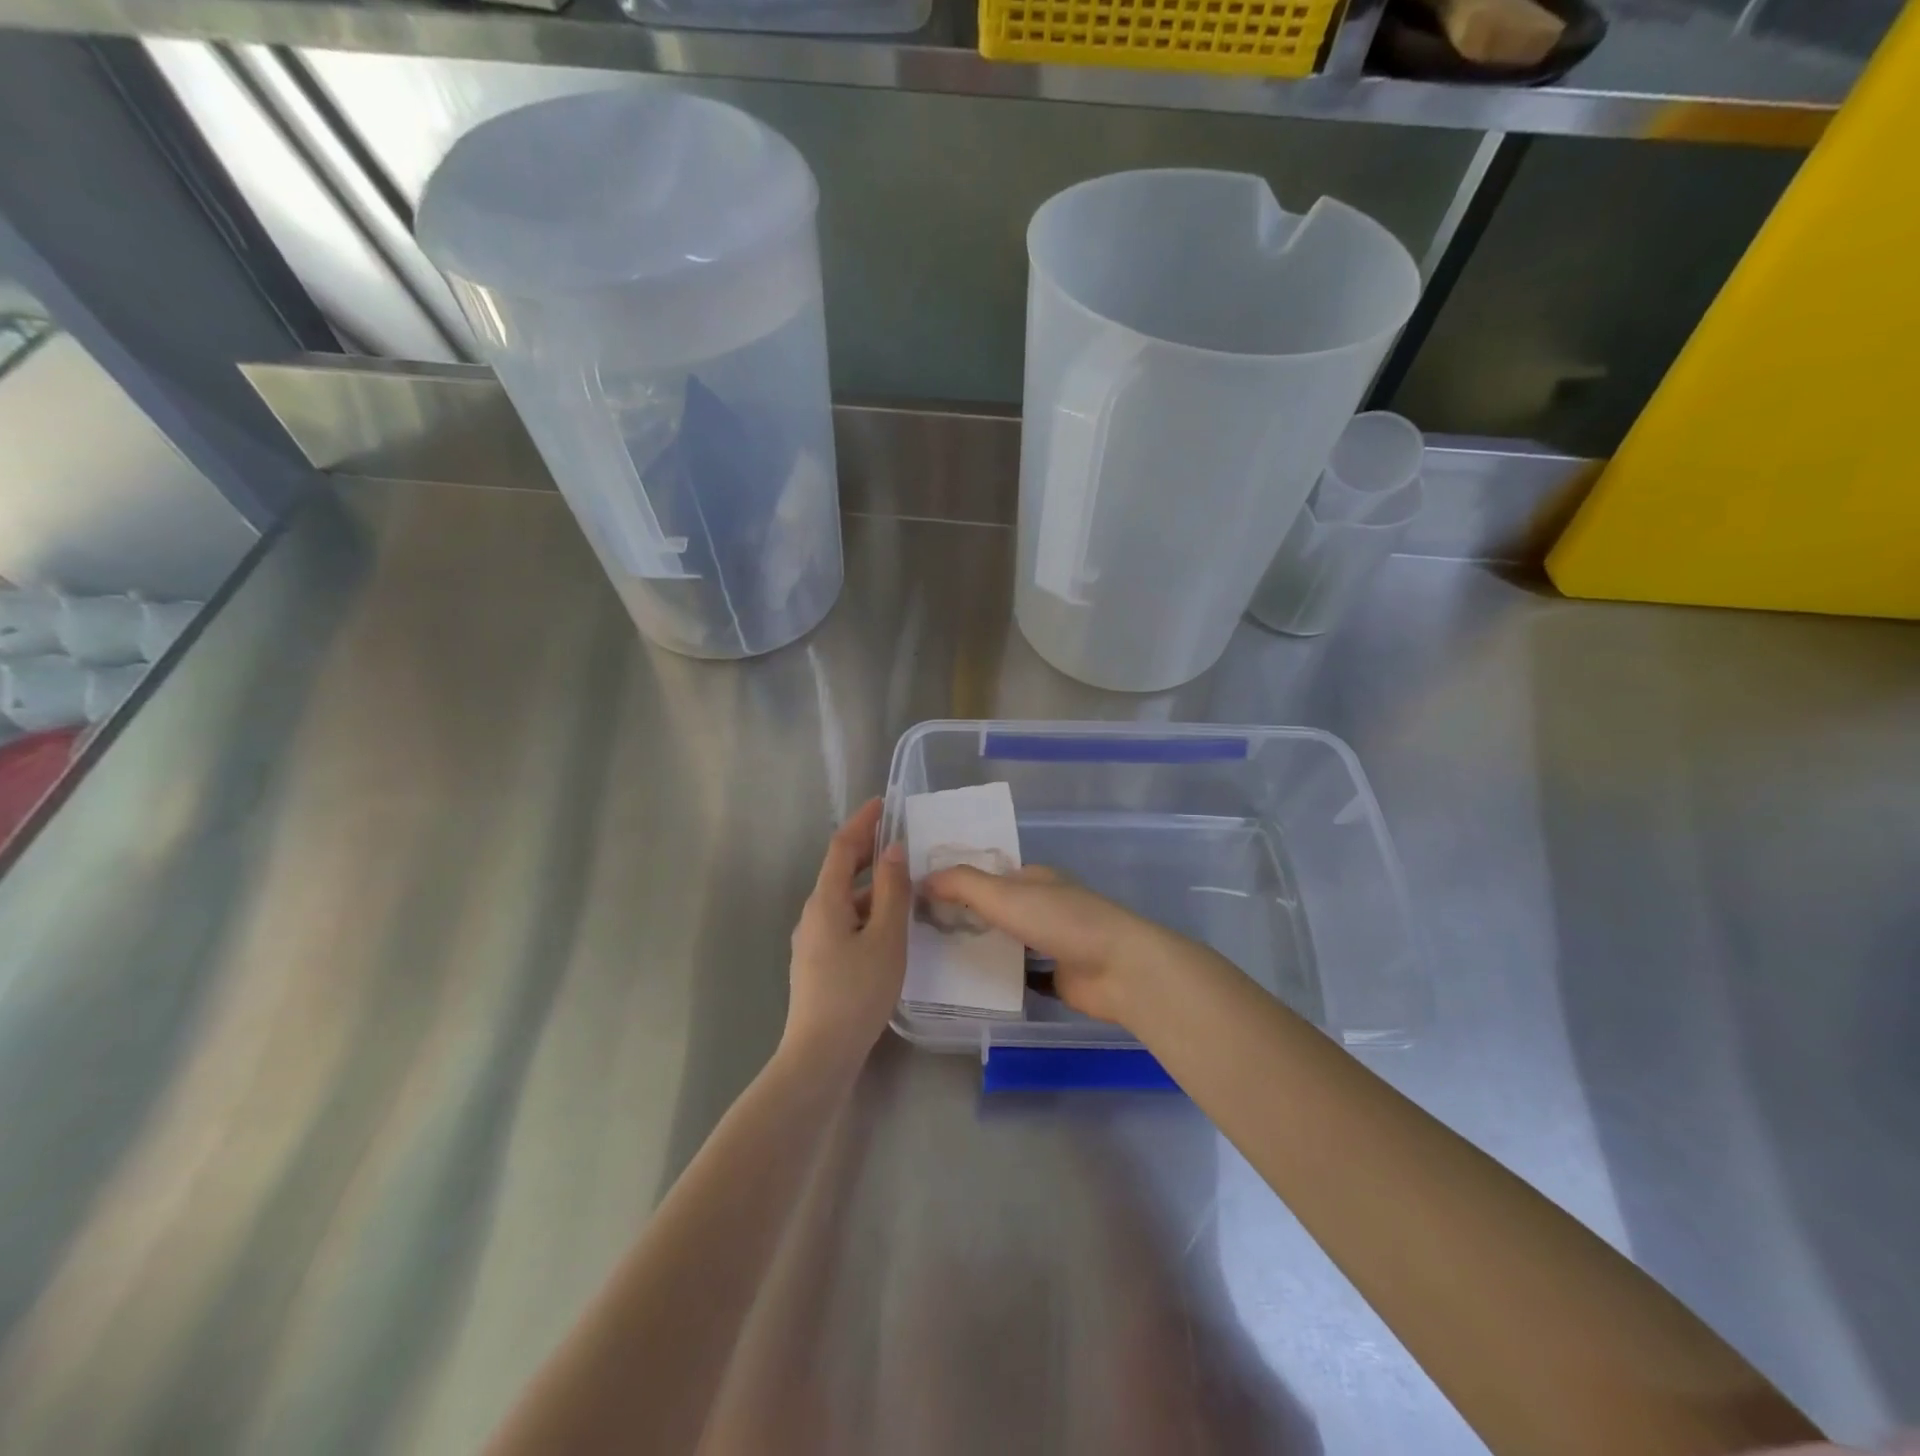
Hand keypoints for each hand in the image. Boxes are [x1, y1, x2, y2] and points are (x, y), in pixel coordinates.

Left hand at [783, 798, 908, 1068]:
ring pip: (845, 900)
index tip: (884, 803)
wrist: (820, 1055)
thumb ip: (893, 891)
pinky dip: (868, 912)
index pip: (842, 847)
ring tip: (906, 885)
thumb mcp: (886, 938)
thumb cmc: (857, 992)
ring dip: (872, 886)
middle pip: (841, 872)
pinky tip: (889, 928)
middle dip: (869, 851)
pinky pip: (845, 922)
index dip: (863, 822)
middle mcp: (813, 914)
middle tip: (901, 839)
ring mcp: (812, 941)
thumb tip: (894, 850)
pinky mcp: (818, 963)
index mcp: (826, 901)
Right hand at [921, 864, 1180, 1027]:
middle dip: (964, 917)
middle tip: (918, 931)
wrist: (1117, 969)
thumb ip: (963, 884)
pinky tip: (966, 986)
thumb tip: (921, 878)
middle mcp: (1042, 906)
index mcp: (1034, 879)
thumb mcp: (1005, 894)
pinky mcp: (1056, 976)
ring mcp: (1051, 942)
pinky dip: (997, 977)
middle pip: (996, 909)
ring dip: (979, 947)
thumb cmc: (1060, 921)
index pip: (988, 875)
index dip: (957, 882)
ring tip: (933, 958)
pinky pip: (1018, 974)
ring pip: (1006, 942)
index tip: (919, 895)